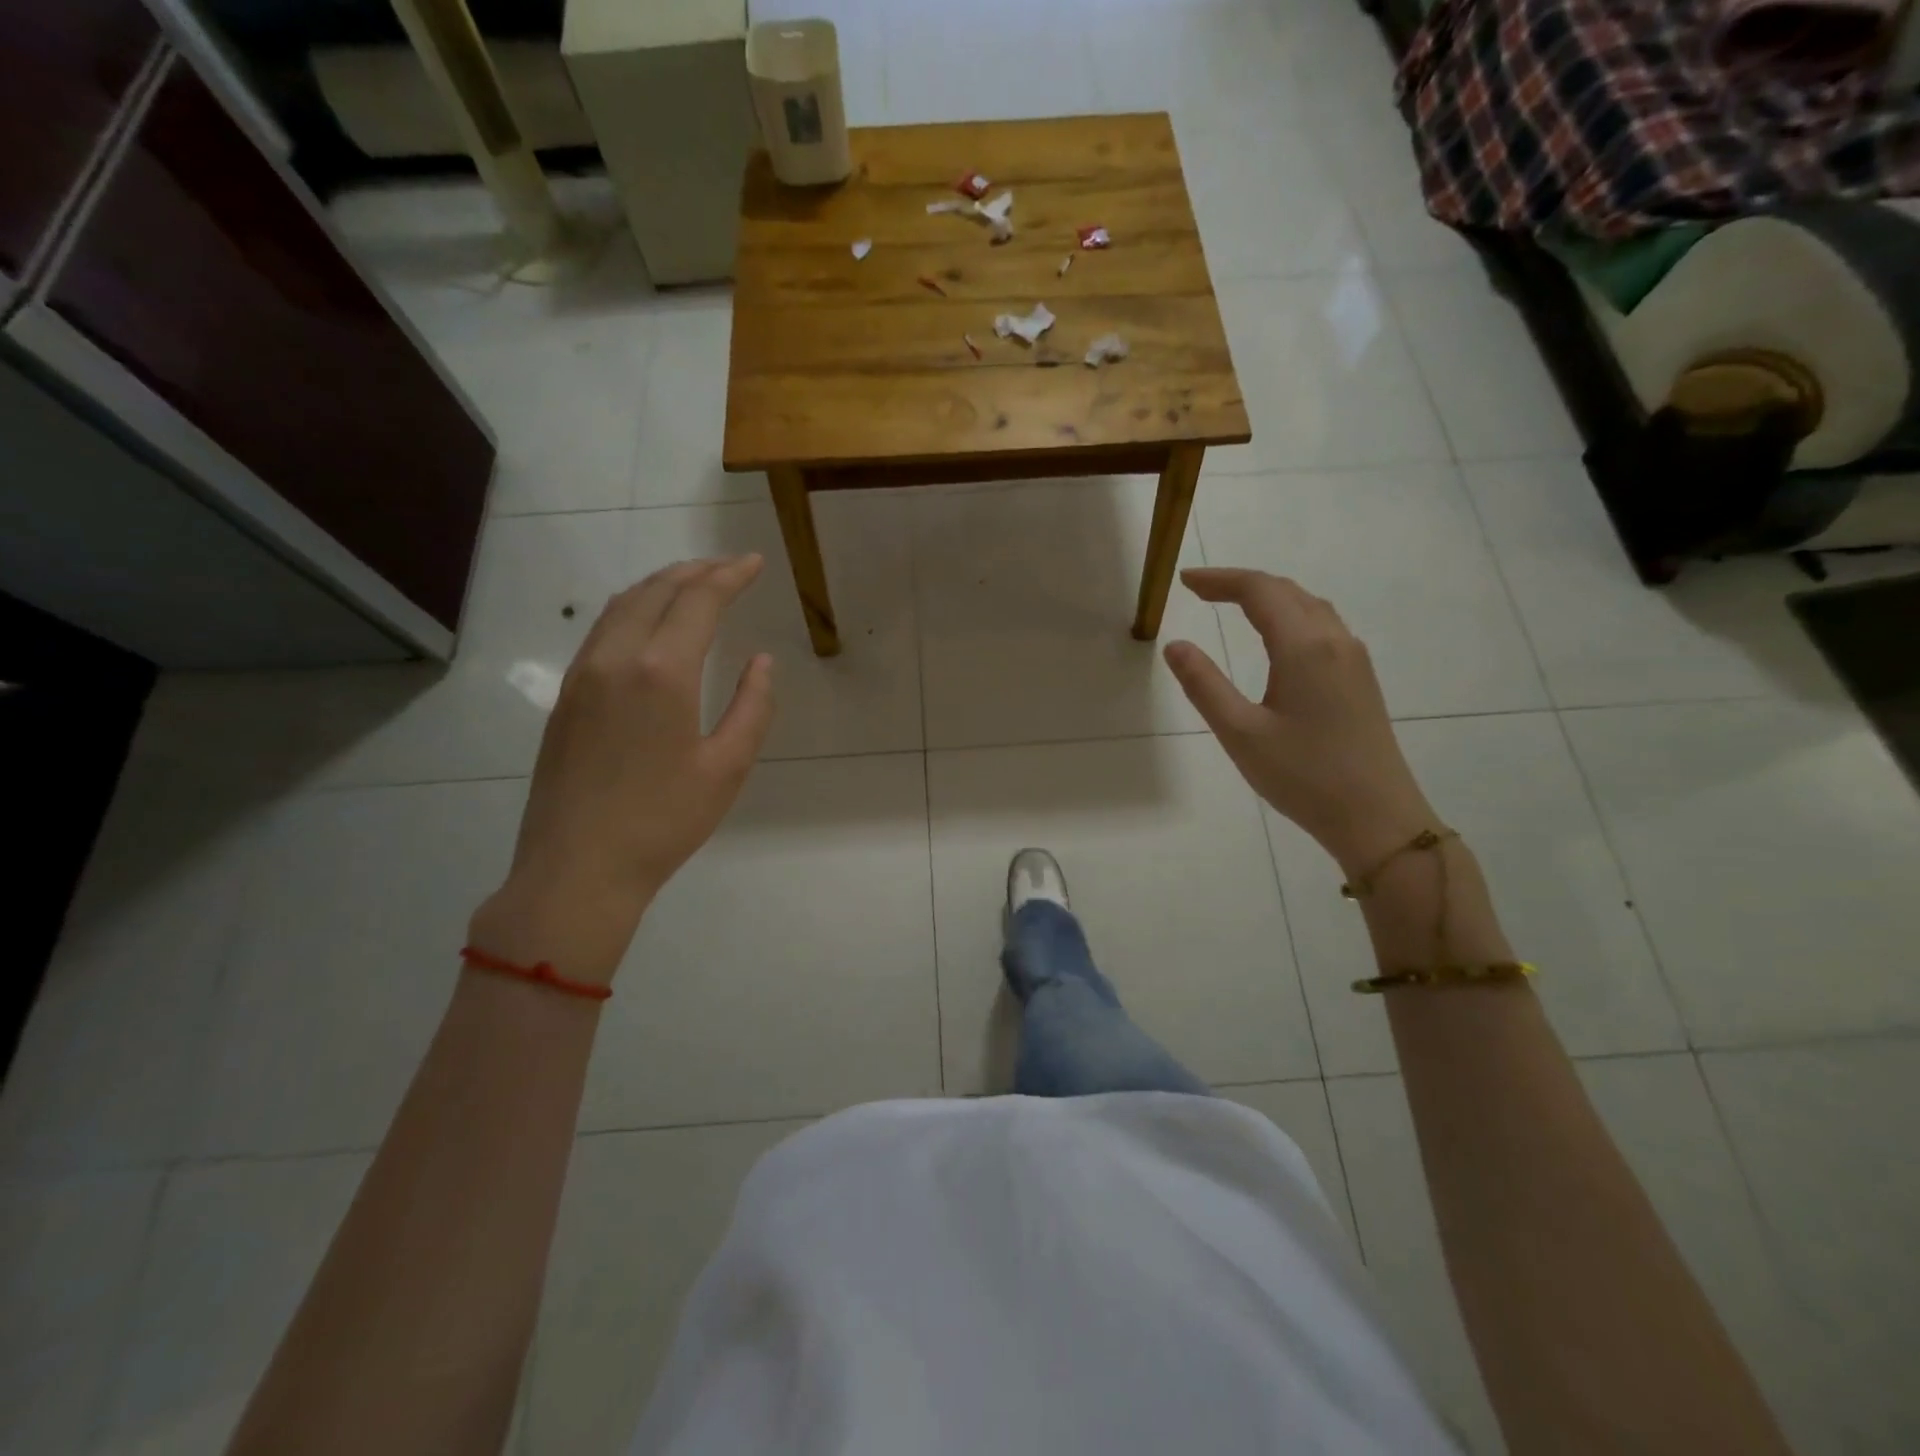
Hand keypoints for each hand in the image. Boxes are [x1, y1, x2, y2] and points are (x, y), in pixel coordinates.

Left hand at [469, 556, 774, 985]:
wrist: (577, 868)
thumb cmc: (663, 822)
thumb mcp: (727, 767)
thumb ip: (753, 707)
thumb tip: (761, 661)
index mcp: (662, 672)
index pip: (698, 601)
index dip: (729, 576)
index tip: (753, 563)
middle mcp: (616, 659)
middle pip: (656, 591)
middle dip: (696, 571)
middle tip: (728, 568)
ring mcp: (582, 675)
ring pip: (622, 606)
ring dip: (660, 585)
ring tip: (692, 584)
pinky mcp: (566, 697)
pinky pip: (601, 631)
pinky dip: (633, 609)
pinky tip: (648, 623)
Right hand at [1163, 568, 1436, 874]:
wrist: (1377, 817)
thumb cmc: (1303, 776)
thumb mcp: (1240, 733)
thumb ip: (1204, 685)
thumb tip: (1175, 645)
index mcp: (1303, 647)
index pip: (1259, 591)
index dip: (1220, 580)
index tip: (1184, 582)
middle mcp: (1334, 640)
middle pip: (1287, 591)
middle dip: (1242, 584)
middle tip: (1200, 590)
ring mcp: (1354, 659)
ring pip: (1309, 606)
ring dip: (1270, 597)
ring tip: (1233, 605)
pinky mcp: (1361, 679)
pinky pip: (1323, 626)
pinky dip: (1290, 615)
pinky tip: (1276, 637)